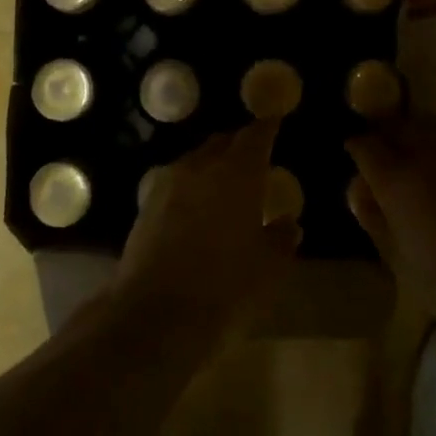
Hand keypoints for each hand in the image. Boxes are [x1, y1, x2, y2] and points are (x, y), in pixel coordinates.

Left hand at [118, 118, 300, 341]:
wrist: (155, 313)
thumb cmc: (225, 287)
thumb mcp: (267, 268)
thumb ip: (280, 239)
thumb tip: (288, 223)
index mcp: (238, 173)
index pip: (256, 136)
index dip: (267, 128)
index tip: (276, 122)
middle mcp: (201, 166)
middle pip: (223, 142)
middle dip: (239, 145)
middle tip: (254, 156)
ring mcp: (169, 182)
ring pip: (196, 159)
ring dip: (213, 164)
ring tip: (226, 183)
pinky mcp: (146, 203)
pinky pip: (176, 180)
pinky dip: (191, 184)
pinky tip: (197, 205)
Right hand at [346, 115, 435, 342]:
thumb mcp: (399, 262)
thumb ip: (374, 220)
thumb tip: (361, 192)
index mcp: (398, 179)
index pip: (365, 144)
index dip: (356, 149)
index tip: (356, 159)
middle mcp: (430, 155)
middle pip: (400, 124)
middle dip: (388, 134)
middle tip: (387, 155)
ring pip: (435, 128)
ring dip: (421, 138)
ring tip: (422, 163)